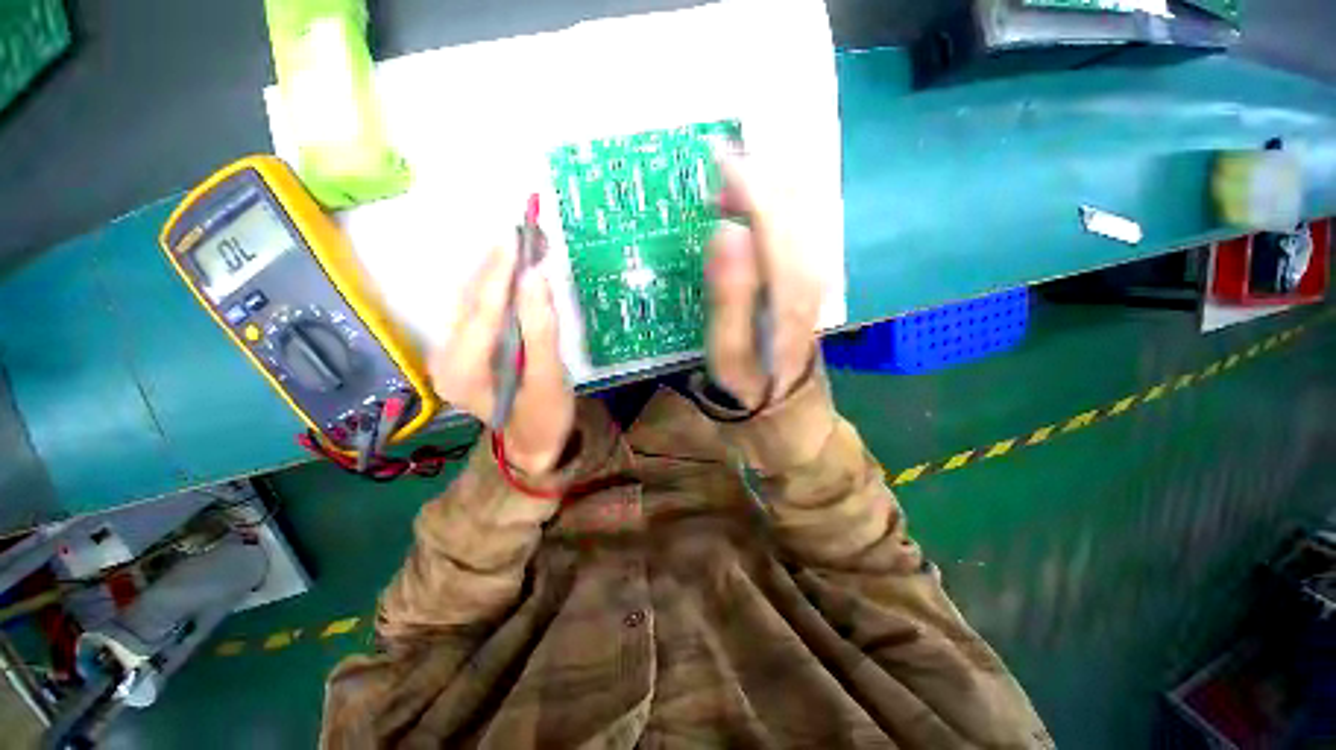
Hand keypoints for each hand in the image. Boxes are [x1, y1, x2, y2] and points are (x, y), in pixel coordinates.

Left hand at [429, 247, 573, 474]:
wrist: (533, 442)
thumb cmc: (544, 416)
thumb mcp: (549, 378)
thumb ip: (541, 330)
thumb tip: (534, 277)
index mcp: (462, 373)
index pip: (482, 312)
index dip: (499, 274)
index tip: (515, 237)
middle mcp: (445, 359)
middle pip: (470, 301)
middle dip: (497, 266)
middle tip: (526, 235)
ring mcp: (450, 353)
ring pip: (471, 301)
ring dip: (497, 272)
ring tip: (523, 247)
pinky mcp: (463, 349)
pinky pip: (478, 309)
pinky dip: (497, 287)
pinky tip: (514, 273)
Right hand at [705, 155, 823, 408]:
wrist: (786, 403)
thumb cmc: (750, 382)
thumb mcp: (728, 352)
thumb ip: (729, 295)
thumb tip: (727, 231)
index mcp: (787, 288)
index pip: (771, 216)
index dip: (746, 181)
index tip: (717, 154)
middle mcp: (809, 271)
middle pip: (792, 203)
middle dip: (757, 175)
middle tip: (720, 164)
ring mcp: (814, 272)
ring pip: (799, 209)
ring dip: (767, 186)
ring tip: (731, 182)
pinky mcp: (810, 276)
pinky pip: (798, 225)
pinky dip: (776, 205)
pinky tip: (753, 209)